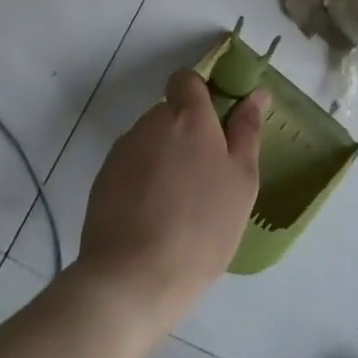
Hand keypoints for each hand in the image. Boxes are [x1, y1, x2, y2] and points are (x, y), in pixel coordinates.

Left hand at [77, 69, 264, 329]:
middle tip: (205, 175)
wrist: (133, 278)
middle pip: (170, 113)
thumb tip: (256, 93)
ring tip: (178, 203)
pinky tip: (152, 216)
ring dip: (164, 157)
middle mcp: (151, 123)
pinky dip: (142, 180)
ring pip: (150, 141)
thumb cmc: (202, 226)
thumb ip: (247, 131)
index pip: (187, 80)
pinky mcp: (102, 179)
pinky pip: (131, 166)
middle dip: (186, 134)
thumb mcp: (242, 181)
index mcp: (189, 117)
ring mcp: (122, 151)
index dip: (201, 94)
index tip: (217, 123)